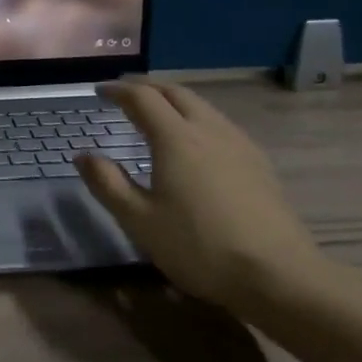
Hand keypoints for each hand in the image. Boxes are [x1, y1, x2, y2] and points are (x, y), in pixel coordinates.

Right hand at [77, 81, 324, 310]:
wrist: (278, 274)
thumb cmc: (199, 247)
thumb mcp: (139, 220)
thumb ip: (107, 183)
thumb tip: (83, 155)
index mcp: (175, 138)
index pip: (142, 98)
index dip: (118, 90)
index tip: (99, 91)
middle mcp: (208, 129)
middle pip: (175, 92)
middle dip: (147, 86)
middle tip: (125, 92)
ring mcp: (238, 143)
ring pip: (201, 105)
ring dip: (173, 99)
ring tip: (156, 111)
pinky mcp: (257, 162)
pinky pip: (219, 122)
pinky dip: (195, 116)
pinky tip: (195, 140)